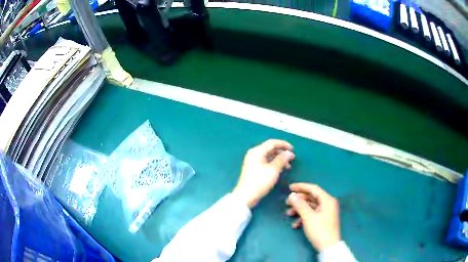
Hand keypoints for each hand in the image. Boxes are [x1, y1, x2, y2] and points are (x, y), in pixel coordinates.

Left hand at [232, 139, 294, 208]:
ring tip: (288, 166)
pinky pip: (266, 162)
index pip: (272, 143)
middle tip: (292, 158)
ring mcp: (253, 161)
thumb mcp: (273, 170)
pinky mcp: (254, 169)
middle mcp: (254, 154)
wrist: (246, 196)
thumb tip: (289, 152)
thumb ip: (282, 159)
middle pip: (270, 149)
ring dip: (279, 159)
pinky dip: (274, 164)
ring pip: (269, 156)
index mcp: (257, 151)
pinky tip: (281, 170)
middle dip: (282, 153)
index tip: (293, 149)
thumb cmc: (259, 182)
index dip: (284, 144)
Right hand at [286, 183, 340, 251]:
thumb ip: (300, 205)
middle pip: (311, 197)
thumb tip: (291, 196)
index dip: (301, 187)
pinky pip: (312, 214)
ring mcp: (326, 212)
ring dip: (299, 209)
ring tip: (289, 214)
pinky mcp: (323, 219)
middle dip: (298, 200)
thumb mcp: (308, 217)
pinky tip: (295, 225)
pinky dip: (303, 217)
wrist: (328, 246)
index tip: (289, 187)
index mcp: (327, 200)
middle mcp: (327, 203)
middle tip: (287, 203)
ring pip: (310, 206)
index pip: (313, 188)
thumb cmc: (319, 230)